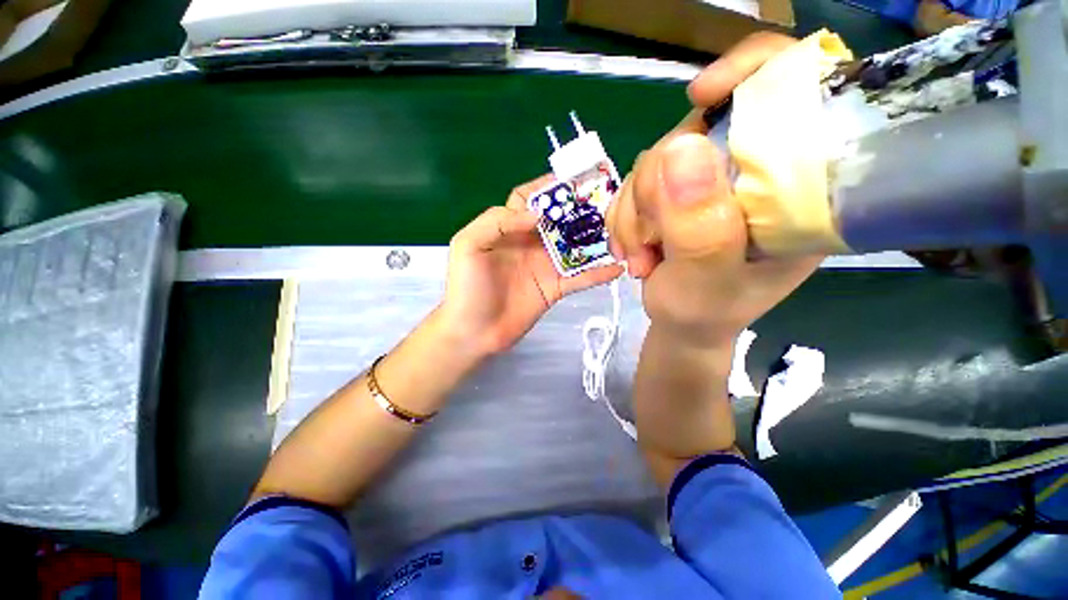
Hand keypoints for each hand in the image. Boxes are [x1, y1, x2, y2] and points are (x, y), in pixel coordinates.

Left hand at [440, 175, 623, 356]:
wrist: (474, 332)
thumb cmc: (467, 286)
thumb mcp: (469, 245)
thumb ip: (497, 221)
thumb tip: (538, 214)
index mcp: (508, 228)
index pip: (530, 198)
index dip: (547, 187)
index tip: (573, 180)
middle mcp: (530, 242)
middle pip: (559, 220)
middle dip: (580, 209)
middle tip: (607, 202)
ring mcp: (545, 266)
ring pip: (574, 247)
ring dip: (594, 239)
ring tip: (620, 230)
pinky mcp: (555, 288)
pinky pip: (579, 278)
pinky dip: (598, 273)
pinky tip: (618, 267)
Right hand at [607, 32, 821, 347]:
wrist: (682, 326)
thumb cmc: (707, 314)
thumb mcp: (708, 283)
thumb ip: (701, 228)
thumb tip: (680, 147)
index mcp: (797, 185)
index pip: (796, 90)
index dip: (750, 72)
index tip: (700, 98)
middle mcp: (753, 171)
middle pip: (698, 129)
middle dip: (656, 189)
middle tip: (651, 243)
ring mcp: (709, 181)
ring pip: (656, 160)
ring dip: (635, 212)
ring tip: (642, 257)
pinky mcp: (675, 192)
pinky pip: (634, 182)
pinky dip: (623, 215)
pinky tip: (631, 247)